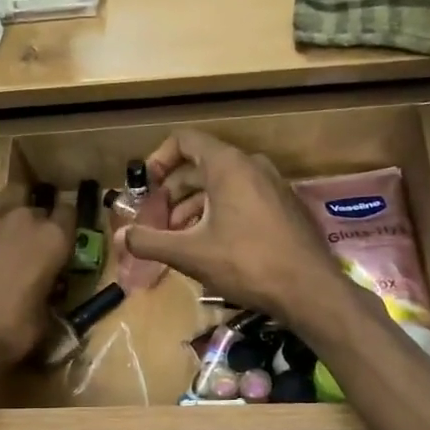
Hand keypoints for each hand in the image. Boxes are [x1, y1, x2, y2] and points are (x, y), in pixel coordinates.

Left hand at [0, 192, 72, 372]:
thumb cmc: (11, 332)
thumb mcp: (45, 317)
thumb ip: (48, 291)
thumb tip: (44, 290)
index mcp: (54, 240)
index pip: (69, 212)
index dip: (64, 224)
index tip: (60, 237)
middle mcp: (25, 219)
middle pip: (36, 205)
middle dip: (34, 220)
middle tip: (27, 243)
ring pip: (5, 196)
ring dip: (7, 210)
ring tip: (1, 231)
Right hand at [121, 130, 345, 322]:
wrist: (309, 289)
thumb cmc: (246, 263)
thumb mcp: (190, 254)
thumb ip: (150, 242)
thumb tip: (120, 237)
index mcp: (228, 165)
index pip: (184, 141)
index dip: (158, 160)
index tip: (145, 187)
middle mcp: (251, 166)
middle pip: (201, 165)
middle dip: (172, 192)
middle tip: (155, 221)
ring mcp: (272, 185)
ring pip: (222, 185)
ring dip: (193, 206)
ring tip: (177, 238)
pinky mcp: (283, 207)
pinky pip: (242, 198)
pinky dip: (218, 212)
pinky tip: (210, 245)